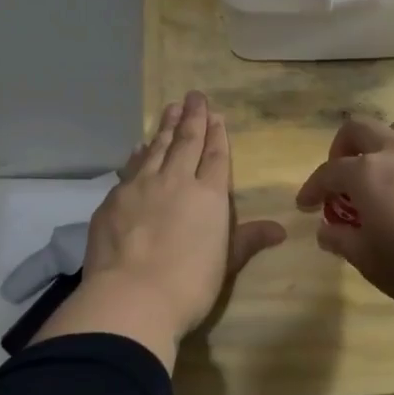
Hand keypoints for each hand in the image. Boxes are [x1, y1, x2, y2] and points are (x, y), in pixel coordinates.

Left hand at [35, 92, 285, 368]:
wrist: (131, 298)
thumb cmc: (189, 285)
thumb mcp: (226, 264)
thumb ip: (248, 240)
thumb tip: (280, 229)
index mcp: (208, 196)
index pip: (215, 156)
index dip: (216, 134)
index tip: (215, 114)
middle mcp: (175, 181)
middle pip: (185, 142)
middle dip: (192, 118)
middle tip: (193, 96)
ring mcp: (140, 187)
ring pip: (156, 148)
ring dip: (164, 127)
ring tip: (169, 109)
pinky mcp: (113, 200)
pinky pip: (130, 168)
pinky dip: (138, 154)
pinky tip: (139, 148)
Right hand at [295, 116, 393, 322]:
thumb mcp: (365, 258)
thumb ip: (340, 238)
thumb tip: (326, 229)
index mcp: (366, 172)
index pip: (329, 171)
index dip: (312, 188)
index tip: (304, 206)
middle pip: (359, 129)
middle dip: (340, 149)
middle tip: (338, 180)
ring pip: (392, 130)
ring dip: (374, 146)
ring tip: (372, 178)